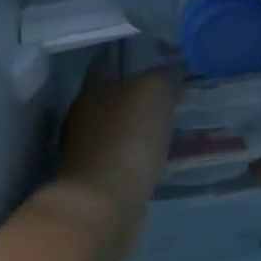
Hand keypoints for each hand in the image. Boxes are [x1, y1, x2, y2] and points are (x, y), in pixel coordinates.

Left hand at [48, 53, 180, 254]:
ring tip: (176, 123)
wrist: (105, 207)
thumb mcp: (153, 94)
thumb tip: (173, 72)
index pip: (109, 61)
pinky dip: (144, 156)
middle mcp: (85, 119)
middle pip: (114, 96)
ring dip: (143, 127)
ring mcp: (91, 153)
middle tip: (175, 89)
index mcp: (91, 91)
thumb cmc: (126, 140)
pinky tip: (165, 156)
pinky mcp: (103, 183)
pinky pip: (129, 159)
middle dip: (140, 93)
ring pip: (122, 129)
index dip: (132, 54)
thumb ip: (164, 78)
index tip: (160, 53)